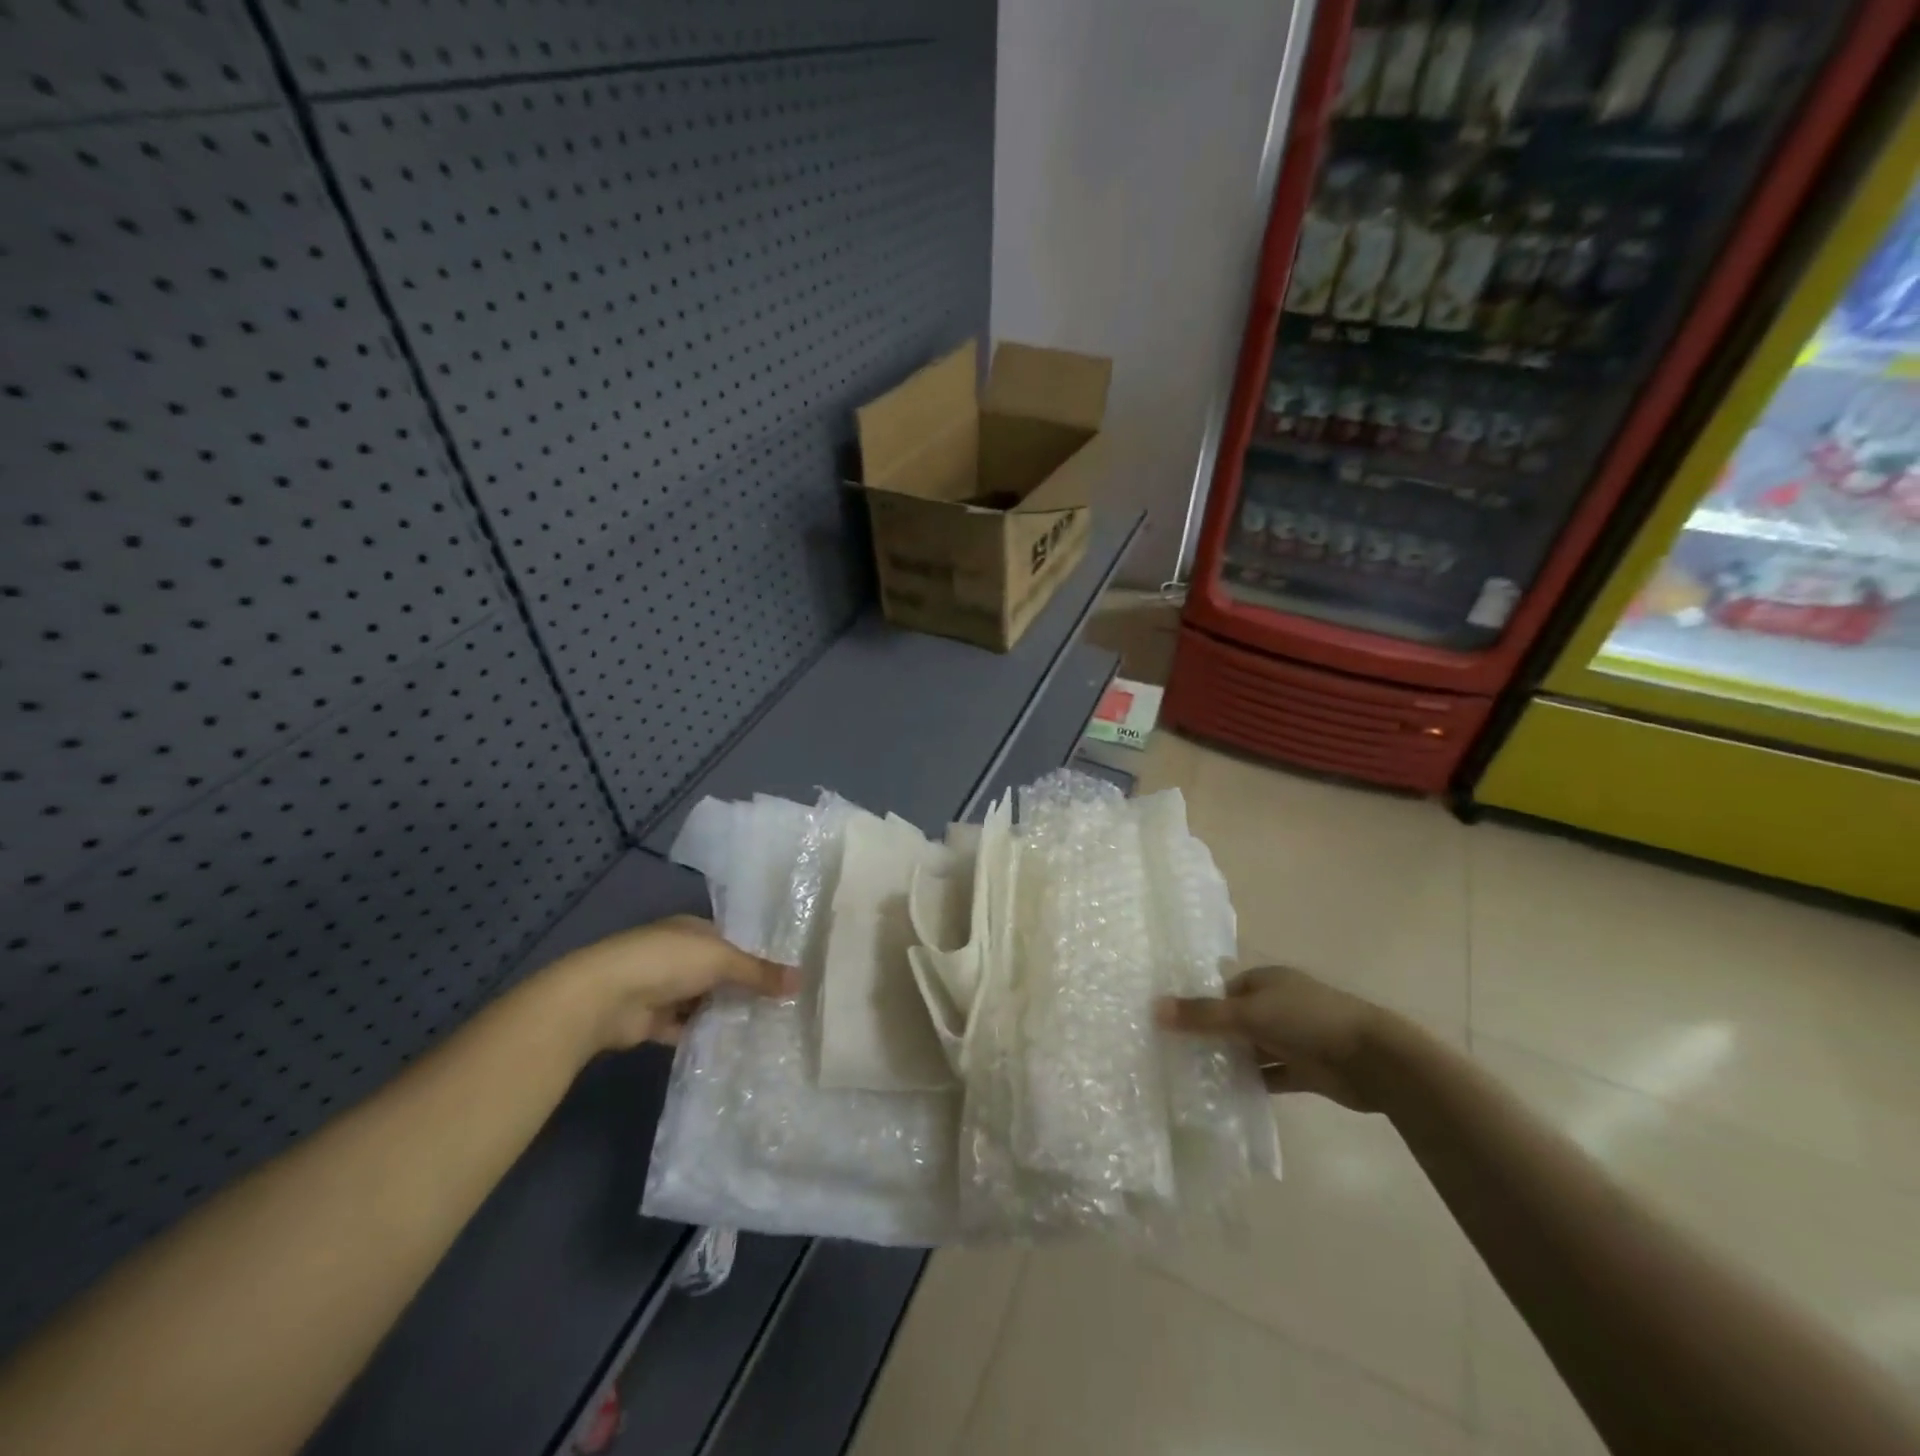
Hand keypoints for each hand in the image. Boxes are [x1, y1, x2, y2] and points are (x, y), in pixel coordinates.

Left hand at [549, 915, 796, 1051]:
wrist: (605, 997)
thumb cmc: (667, 961)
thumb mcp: (722, 960)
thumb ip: (759, 972)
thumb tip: (802, 979)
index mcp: (692, 930)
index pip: (731, 939)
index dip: (757, 953)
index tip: (786, 972)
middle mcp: (678, 955)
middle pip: (719, 971)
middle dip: (745, 986)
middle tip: (784, 1004)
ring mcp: (664, 988)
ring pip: (704, 1001)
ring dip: (725, 1012)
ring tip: (767, 1027)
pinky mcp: (653, 1021)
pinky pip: (687, 1028)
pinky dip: (705, 1035)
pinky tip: (734, 1046)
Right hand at [1157, 965, 1390, 1111]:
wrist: (1373, 1060)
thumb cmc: (1308, 1021)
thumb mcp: (1249, 1013)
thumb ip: (1203, 1015)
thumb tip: (1154, 1008)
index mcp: (1267, 981)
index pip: (1223, 990)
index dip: (1198, 1004)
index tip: (1170, 1024)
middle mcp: (1278, 1005)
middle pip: (1235, 1019)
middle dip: (1210, 1035)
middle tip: (1174, 1053)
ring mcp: (1292, 1038)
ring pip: (1251, 1048)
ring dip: (1229, 1061)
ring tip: (1191, 1077)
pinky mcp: (1304, 1070)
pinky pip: (1269, 1075)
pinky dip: (1251, 1083)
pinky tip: (1224, 1096)